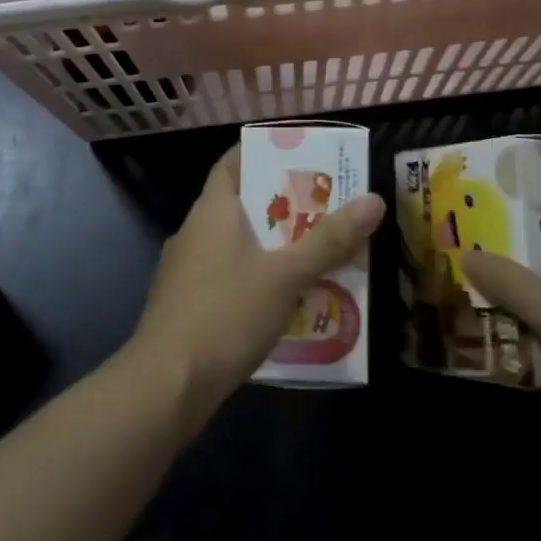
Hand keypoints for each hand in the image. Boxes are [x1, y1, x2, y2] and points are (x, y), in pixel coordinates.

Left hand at [128, 145, 384, 427]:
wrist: (165, 387)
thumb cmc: (225, 314)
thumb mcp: (286, 275)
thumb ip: (330, 239)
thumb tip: (375, 199)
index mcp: (212, 210)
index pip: (234, 161)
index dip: (266, 152)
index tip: (303, 156)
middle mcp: (195, 231)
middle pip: (244, 203)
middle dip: (286, 205)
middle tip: (329, 206)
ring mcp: (187, 271)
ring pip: (239, 244)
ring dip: (275, 246)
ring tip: (319, 252)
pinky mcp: (188, 306)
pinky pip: (230, 277)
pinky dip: (259, 278)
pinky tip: (288, 299)